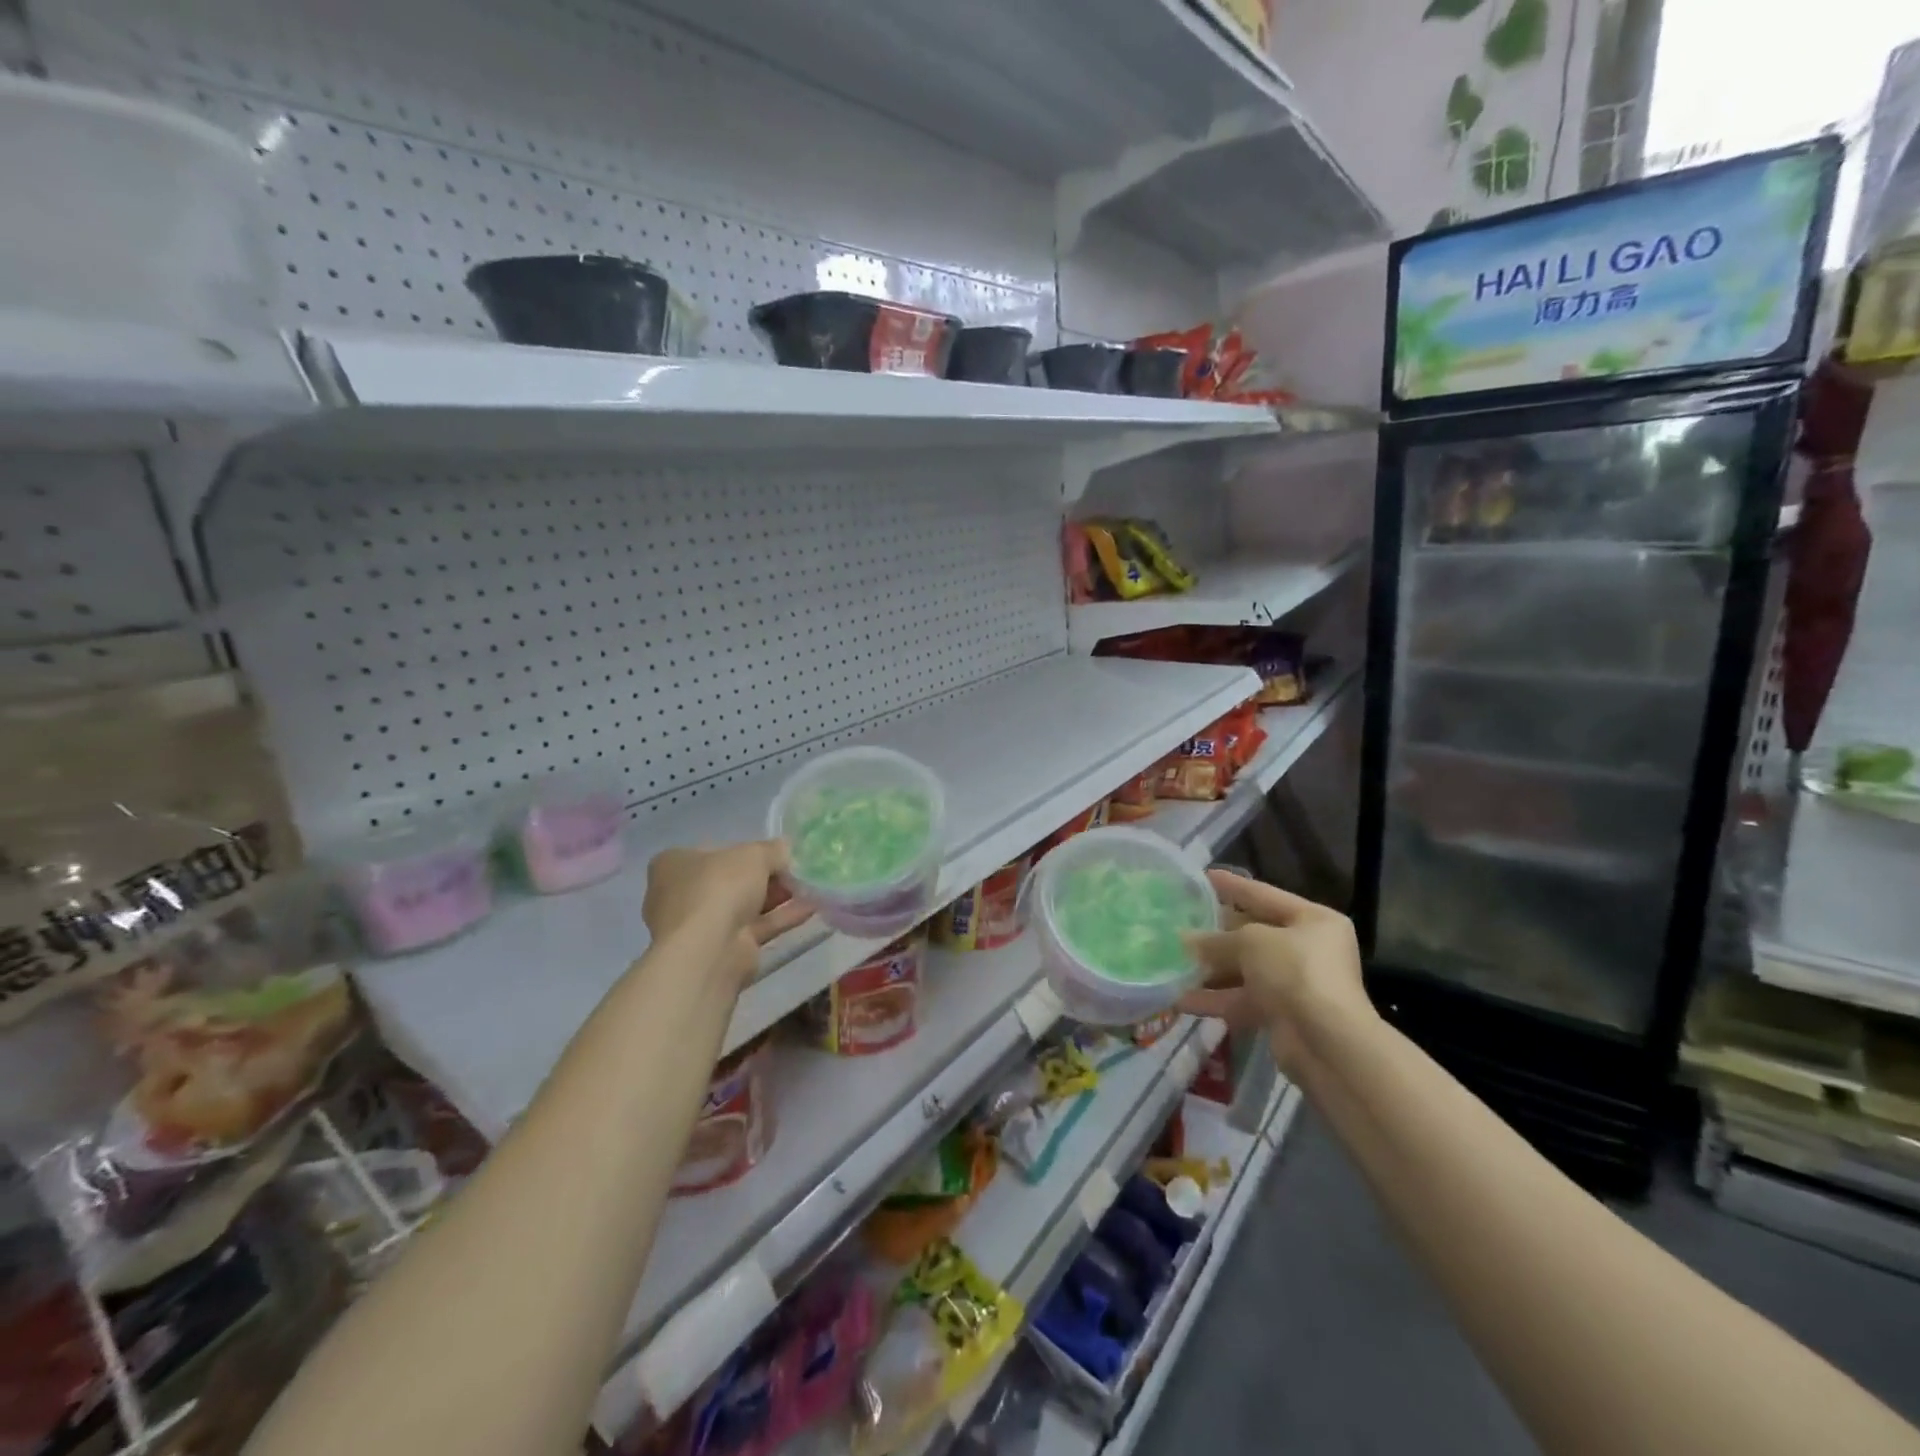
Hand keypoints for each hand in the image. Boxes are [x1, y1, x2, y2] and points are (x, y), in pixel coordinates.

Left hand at [642, 841, 812, 986]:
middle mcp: (682, 894)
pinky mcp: (723, 949)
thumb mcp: (753, 855)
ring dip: (778, 896)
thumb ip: (773, 849)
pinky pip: (757, 927)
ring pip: (746, 905)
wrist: (709, 951)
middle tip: (797, 870)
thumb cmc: (719, 888)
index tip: (776, 853)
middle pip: (733, 879)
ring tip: (812, 887)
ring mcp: (702, 925)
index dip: (747, 850)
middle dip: (767, 876)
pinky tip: (811, 907)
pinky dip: (782, 917)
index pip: (715, 851)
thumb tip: (786, 848)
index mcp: (675, 864)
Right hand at [1177, 870, 1372, 1075]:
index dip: (1232, 885)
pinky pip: (1241, 1000)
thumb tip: (1184, 940)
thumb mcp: (1251, 942)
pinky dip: (1213, 999)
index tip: (1202, 877)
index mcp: (1313, 920)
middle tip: (1178, 923)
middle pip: (1252, 934)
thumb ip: (1216, 939)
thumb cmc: (1295, 972)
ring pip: (1244, 970)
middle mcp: (1307, 949)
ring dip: (1209, 969)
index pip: (1264, 895)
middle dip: (1214, 933)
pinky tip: (1179, 998)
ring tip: (1171, 961)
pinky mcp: (1281, 1015)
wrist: (1326, 1043)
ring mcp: (1294, 984)